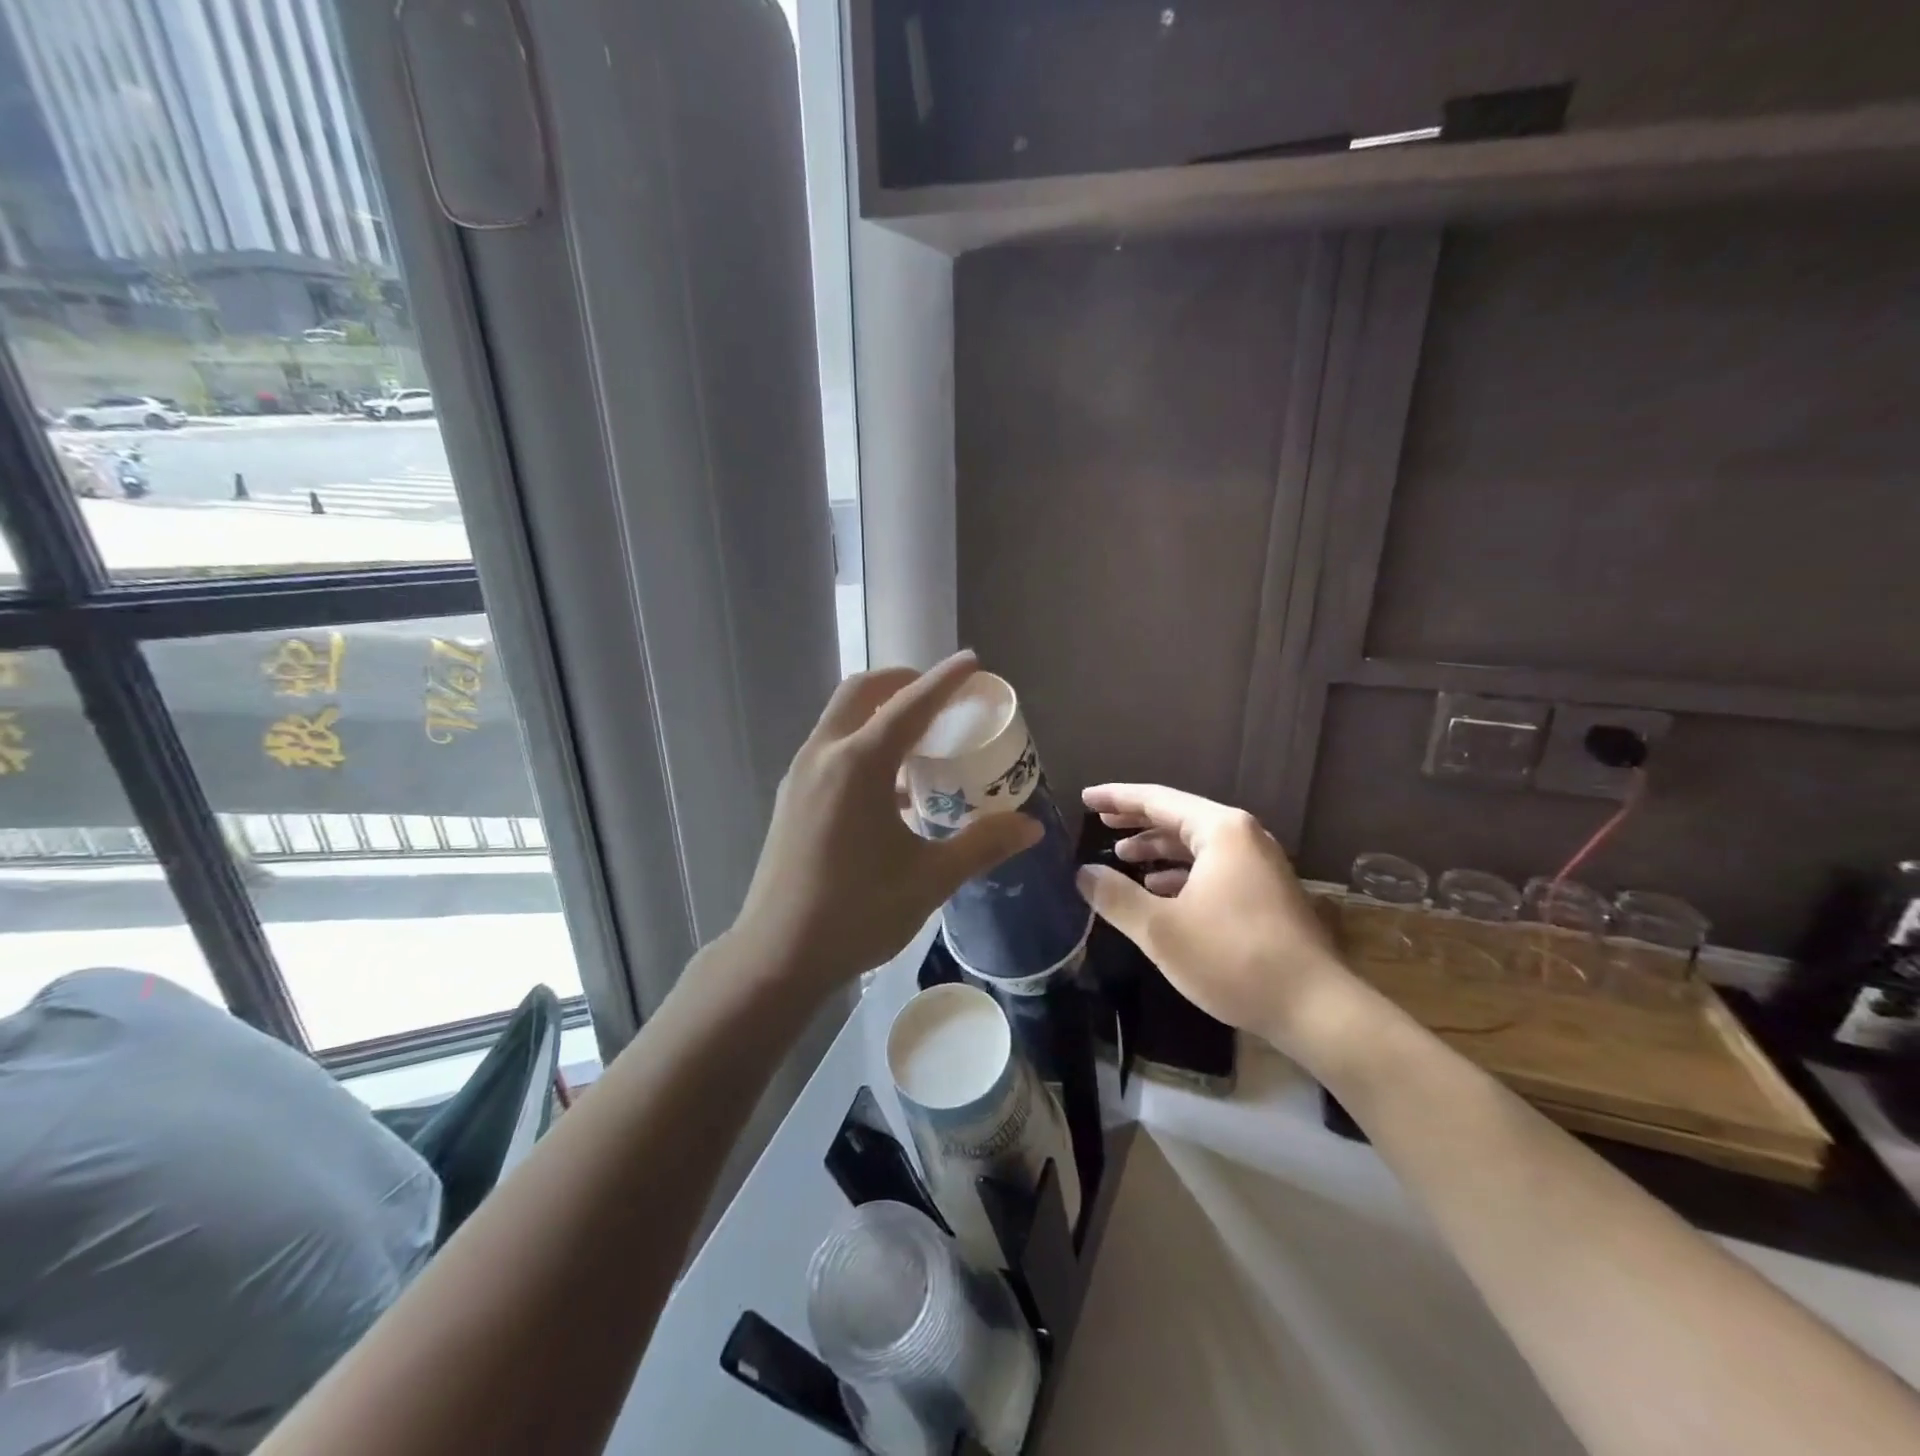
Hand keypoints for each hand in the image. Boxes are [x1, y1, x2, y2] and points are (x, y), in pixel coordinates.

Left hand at [731, 652, 1041, 992]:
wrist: (777, 956)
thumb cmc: (857, 913)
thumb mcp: (930, 879)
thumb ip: (982, 845)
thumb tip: (1030, 827)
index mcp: (858, 765)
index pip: (910, 705)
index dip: (945, 680)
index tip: (971, 661)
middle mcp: (824, 756)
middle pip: (862, 693)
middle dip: (902, 682)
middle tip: (939, 695)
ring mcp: (800, 776)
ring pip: (841, 720)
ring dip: (879, 713)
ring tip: (919, 738)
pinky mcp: (791, 798)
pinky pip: (830, 749)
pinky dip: (861, 744)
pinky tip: (890, 787)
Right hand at [1075, 784, 1361, 1058]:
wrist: (1315, 1009)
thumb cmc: (1233, 958)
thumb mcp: (1161, 929)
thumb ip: (1116, 896)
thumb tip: (1082, 873)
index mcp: (1221, 830)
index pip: (1157, 799)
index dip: (1116, 798)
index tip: (1084, 798)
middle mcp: (1244, 837)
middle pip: (1178, 817)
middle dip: (1136, 821)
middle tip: (1099, 822)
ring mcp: (1260, 865)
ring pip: (1197, 844)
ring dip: (1158, 849)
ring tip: (1122, 858)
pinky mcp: (1266, 893)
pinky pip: (1213, 867)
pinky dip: (1181, 872)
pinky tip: (1159, 891)